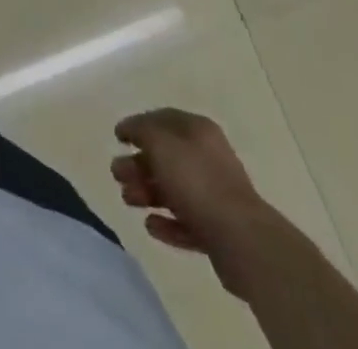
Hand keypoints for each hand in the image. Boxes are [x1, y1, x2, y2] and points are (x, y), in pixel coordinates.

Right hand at [112, 108, 269, 299]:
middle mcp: (207, 157)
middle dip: (138, 164)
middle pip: (166, 156)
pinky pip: (185, 221)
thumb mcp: (161, 144)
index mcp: (198, 130)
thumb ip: (142, 130)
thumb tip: (130, 128)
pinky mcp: (217, 229)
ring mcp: (214, 195)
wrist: (241, 239)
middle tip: (116, 174)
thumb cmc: (197, 181)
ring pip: (173, 189)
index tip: (117, 137)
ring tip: (128, 200)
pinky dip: (167, 222)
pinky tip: (151, 226)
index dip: (138, 124)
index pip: (163, 118)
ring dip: (147, 192)